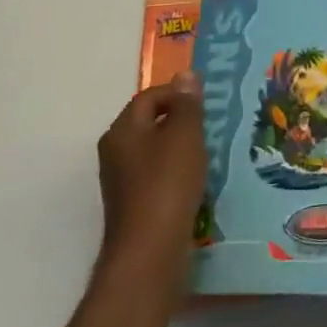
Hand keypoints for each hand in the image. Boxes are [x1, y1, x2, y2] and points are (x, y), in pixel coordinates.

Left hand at [97, 74, 205, 277]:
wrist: (150, 251)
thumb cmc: (167, 183)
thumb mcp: (184, 135)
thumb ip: (186, 104)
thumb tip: (185, 75)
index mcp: (122, 131)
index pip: (149, 97)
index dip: (178, 94)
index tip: (207, 103)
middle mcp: (115, 152)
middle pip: (149, 122)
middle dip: (180, 120)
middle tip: (211, 124)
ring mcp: (122, 181)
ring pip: (155, 150)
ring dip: (180, 147)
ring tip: (209, 151)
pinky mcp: (134, 204)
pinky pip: (157, 175)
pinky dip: (177, 171)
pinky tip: (197, 180)